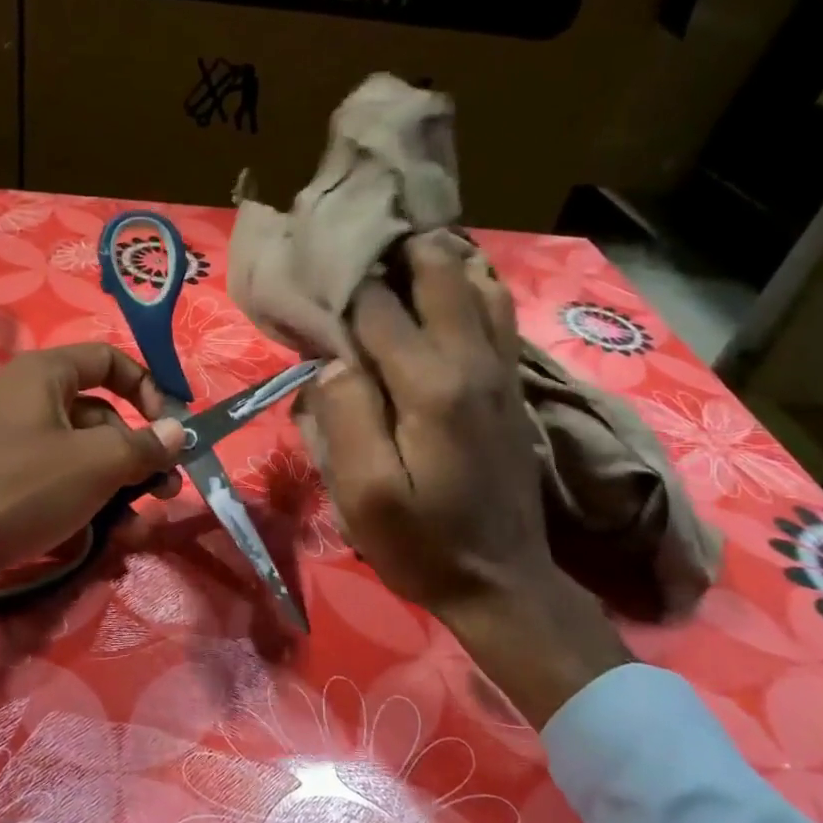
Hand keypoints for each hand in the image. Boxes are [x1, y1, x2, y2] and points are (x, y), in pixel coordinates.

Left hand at [0, 344, 185, 655]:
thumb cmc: (24, 487)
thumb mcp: (96, 462)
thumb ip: (145, 444)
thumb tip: (179, 431)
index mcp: (44, 375)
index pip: (107, 360)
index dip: (146, 386)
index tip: (170, 425)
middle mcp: (30, 402)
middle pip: (102, 415)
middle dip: (140, 453)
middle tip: (167, 487)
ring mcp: (18, 446)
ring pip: (86, 457)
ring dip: (122, 487)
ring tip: (142, 523)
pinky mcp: (11, 485)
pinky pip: (63, 484)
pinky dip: (91, 504)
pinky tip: (115, 538)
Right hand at [302, 233, 630, 724]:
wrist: (502, 581)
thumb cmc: (422, 543)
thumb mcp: (364, 494)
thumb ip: (346, 417)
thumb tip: (334, 358)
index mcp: (430, 384)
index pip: (377, 307)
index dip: (343, 286)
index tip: (313, 273)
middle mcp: (472, 359)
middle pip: (438, 271)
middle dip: (395, 247)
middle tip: (353, 241)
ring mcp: (500, 368)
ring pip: (475, 280)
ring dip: (433, 258)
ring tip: (390, 253)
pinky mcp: (510, 382)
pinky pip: (494, 309)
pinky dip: (465, 283)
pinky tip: (439, 286)